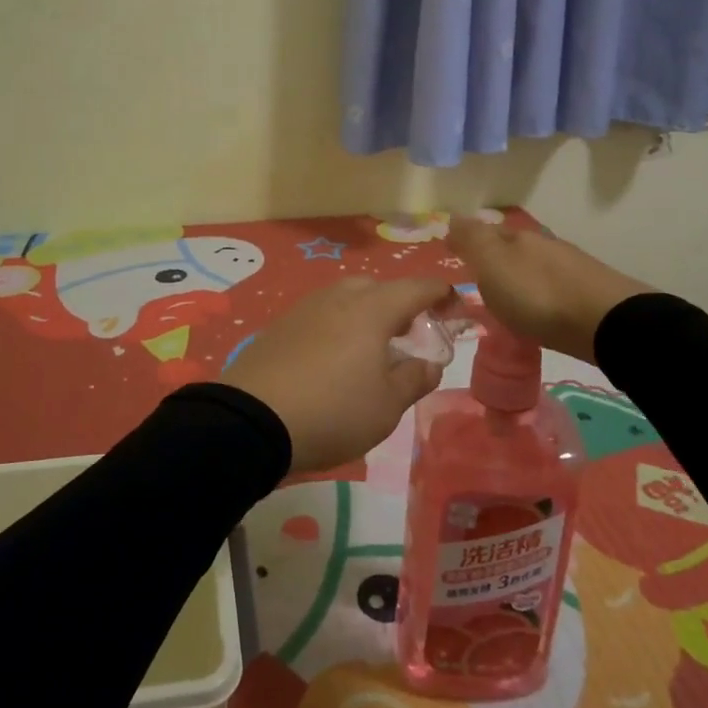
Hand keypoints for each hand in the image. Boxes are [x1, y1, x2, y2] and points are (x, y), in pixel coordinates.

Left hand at [223, 276, 456, 474]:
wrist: (252, 420)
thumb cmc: (334, 411)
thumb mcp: (387, 405)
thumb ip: (415, 379)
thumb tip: (430, 363)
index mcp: (372, 309)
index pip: (417, 288)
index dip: (441, 293)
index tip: (455, 307)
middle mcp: (339, 297)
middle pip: (378, 287)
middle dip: (400, 303)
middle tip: (410, 332)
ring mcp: (305, 308)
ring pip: (346, 297)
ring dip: (366, 313)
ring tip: (372, 346)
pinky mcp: (280, 325)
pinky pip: (321, 314)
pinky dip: (338, 326)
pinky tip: (334, 356)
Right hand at [447, 217, 648, 364]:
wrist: (606, 322)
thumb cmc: (537, 294)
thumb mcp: (493, 264)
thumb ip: (472, 240)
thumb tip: (452, 217)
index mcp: (516, 236)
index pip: (484, 231)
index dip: (467, 240)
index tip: (452, 253)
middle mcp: (543, 244)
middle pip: (511, 247)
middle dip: (493, 258)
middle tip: (475, 278)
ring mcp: (570, 267)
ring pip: (533, 266)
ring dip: (518, 277)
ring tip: (505, 300)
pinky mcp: (589, 293)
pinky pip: (552, 287)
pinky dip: (539, 295)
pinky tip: (537, 311)